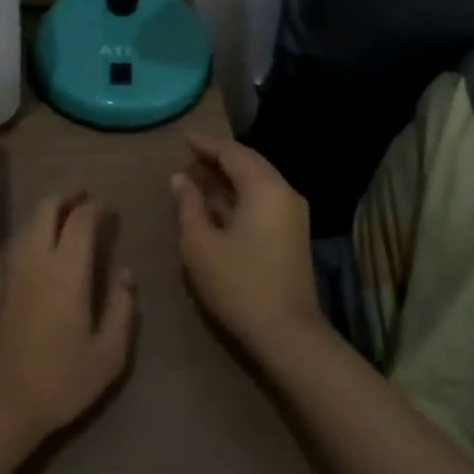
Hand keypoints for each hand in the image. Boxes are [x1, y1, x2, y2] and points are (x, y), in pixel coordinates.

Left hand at [0, 192, 137, 445]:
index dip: (96, 207)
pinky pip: (18, 242)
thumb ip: (121, 309)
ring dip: (48, 212)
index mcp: (65, 272)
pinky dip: (34, 231)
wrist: (1, 405)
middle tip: (86, 200)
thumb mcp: (108, 354)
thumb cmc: (61, 381)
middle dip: (67, 197)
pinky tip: (46, 246)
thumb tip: (125, 274)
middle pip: (46, 209)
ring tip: (68, 218)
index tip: (110, 207)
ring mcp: (12, 271)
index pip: (80, 220)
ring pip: (28, 223)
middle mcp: (35, 261)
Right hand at [173, 136, 319, 353]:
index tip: (183, 139)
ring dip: (228, 179)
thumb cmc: (238, 284)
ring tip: (197, 182)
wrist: (287, 334)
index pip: (232, 153)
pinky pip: (264, 199)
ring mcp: (293, 214)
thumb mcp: (200, 244)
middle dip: (218, 160)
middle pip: (249, 163)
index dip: (206, 145)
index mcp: (264, 188)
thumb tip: (180, 179)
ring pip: (257, 182)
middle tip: (187, 162)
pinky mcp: (293, 233)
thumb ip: (187, 205)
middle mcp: (284, 192)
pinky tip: (218, 206)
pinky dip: (240, 195)